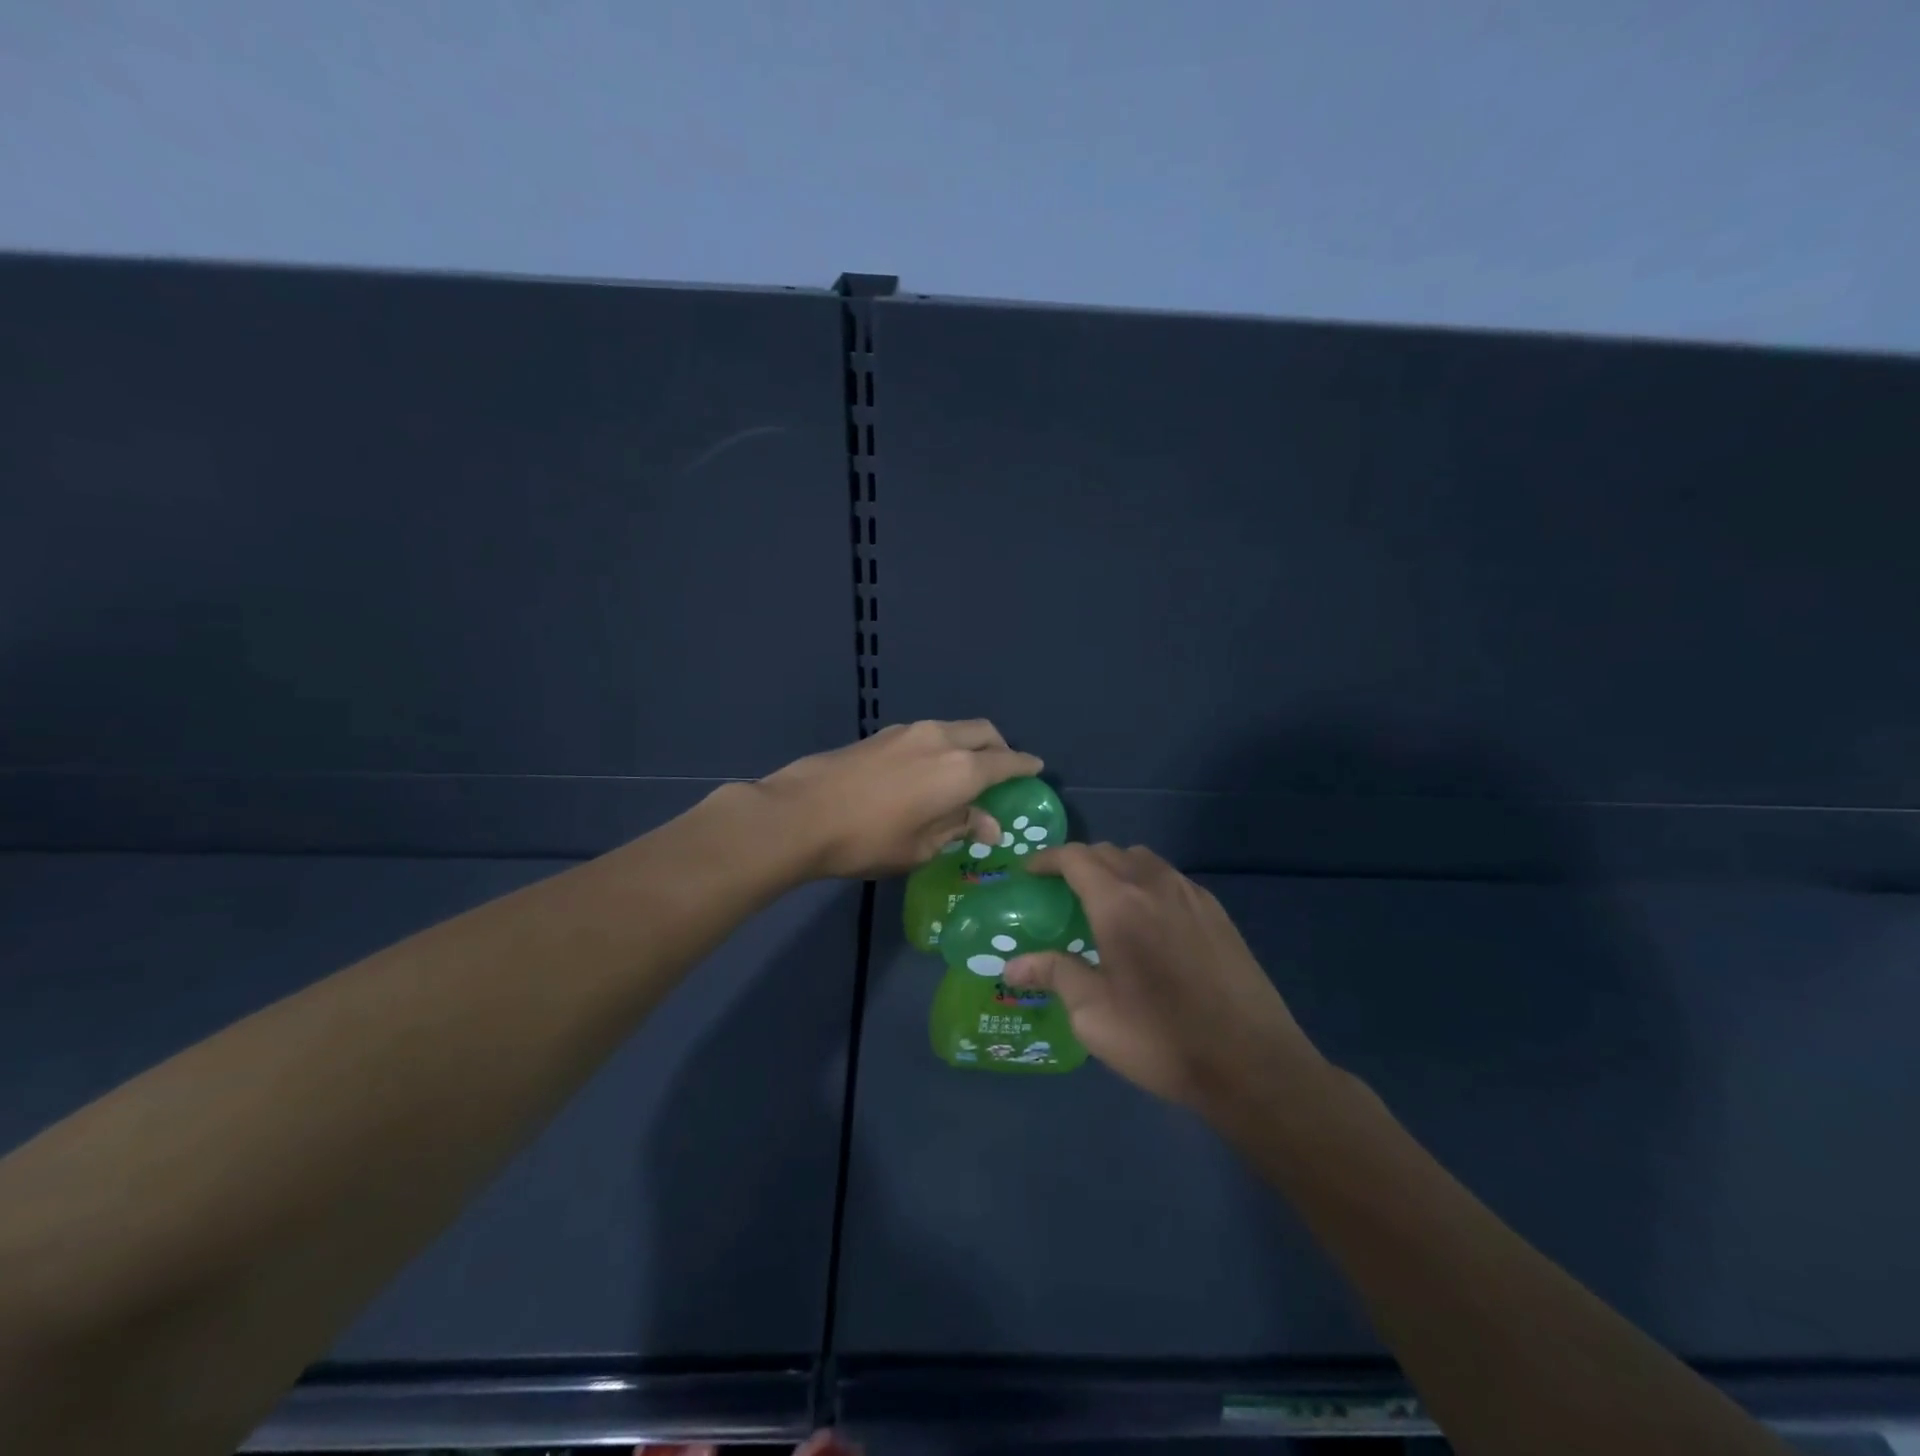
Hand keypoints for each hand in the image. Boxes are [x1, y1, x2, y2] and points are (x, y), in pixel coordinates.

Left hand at [756, 719, 1041, 878]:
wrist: (800, 814)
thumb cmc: (868, 840)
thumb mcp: (921, 846)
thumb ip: (960, 827)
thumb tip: (989, 824)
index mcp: (960, 770)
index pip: (1007, 763)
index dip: (1025, 767)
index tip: (1036, 770)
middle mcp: (941, 740)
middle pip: (984, 733)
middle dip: (1000, 749)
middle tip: (1000, 773)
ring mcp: (909, 732)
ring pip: (954, 729)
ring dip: (968, 745)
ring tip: (962, 774)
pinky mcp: (883, 734)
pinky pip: (928, 734)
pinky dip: (941, 746)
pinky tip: (926, 771)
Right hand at [1004, 843, 1324, 1116]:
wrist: (1253, 1064)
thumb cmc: (1161, 1039)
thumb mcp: (1094, 1015)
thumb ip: (1054, 976)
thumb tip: (1012, 966)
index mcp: (1119, 903)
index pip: (1076, 858)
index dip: (1047, 859)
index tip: (1029, 872)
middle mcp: (1155, 885)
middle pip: (1110, 853)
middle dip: (1080, 862)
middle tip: (1061, 891)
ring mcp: (1192, 896)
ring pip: (1144, 861)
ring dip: (1116, 869)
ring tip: (1104, 902)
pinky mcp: (1218, 914)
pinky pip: (1171, 880)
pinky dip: (1147, 884)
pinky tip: (1149, 922)